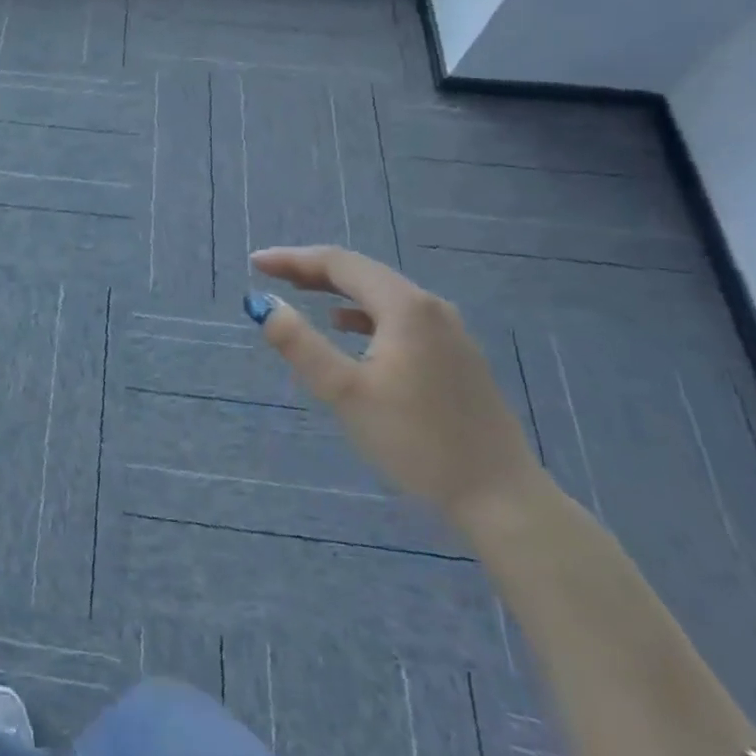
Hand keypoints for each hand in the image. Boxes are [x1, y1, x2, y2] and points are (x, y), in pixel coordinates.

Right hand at [246, 246, 539, 529]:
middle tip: (271, 273)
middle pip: (362, 273)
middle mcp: (430, 307)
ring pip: (382, 294)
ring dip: (337, 289)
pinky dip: (363, 312)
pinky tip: (347, 327)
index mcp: (405, 307)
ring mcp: (449, 331)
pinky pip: (399, 316)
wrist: (500, 496)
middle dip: (313, 270)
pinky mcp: (456, 356)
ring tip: (301, 292)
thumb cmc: (416, 440)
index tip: (256, 263)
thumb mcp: (345, 392)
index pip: (339, 264)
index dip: (293, 259)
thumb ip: (300, 344)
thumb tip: (263, 304)